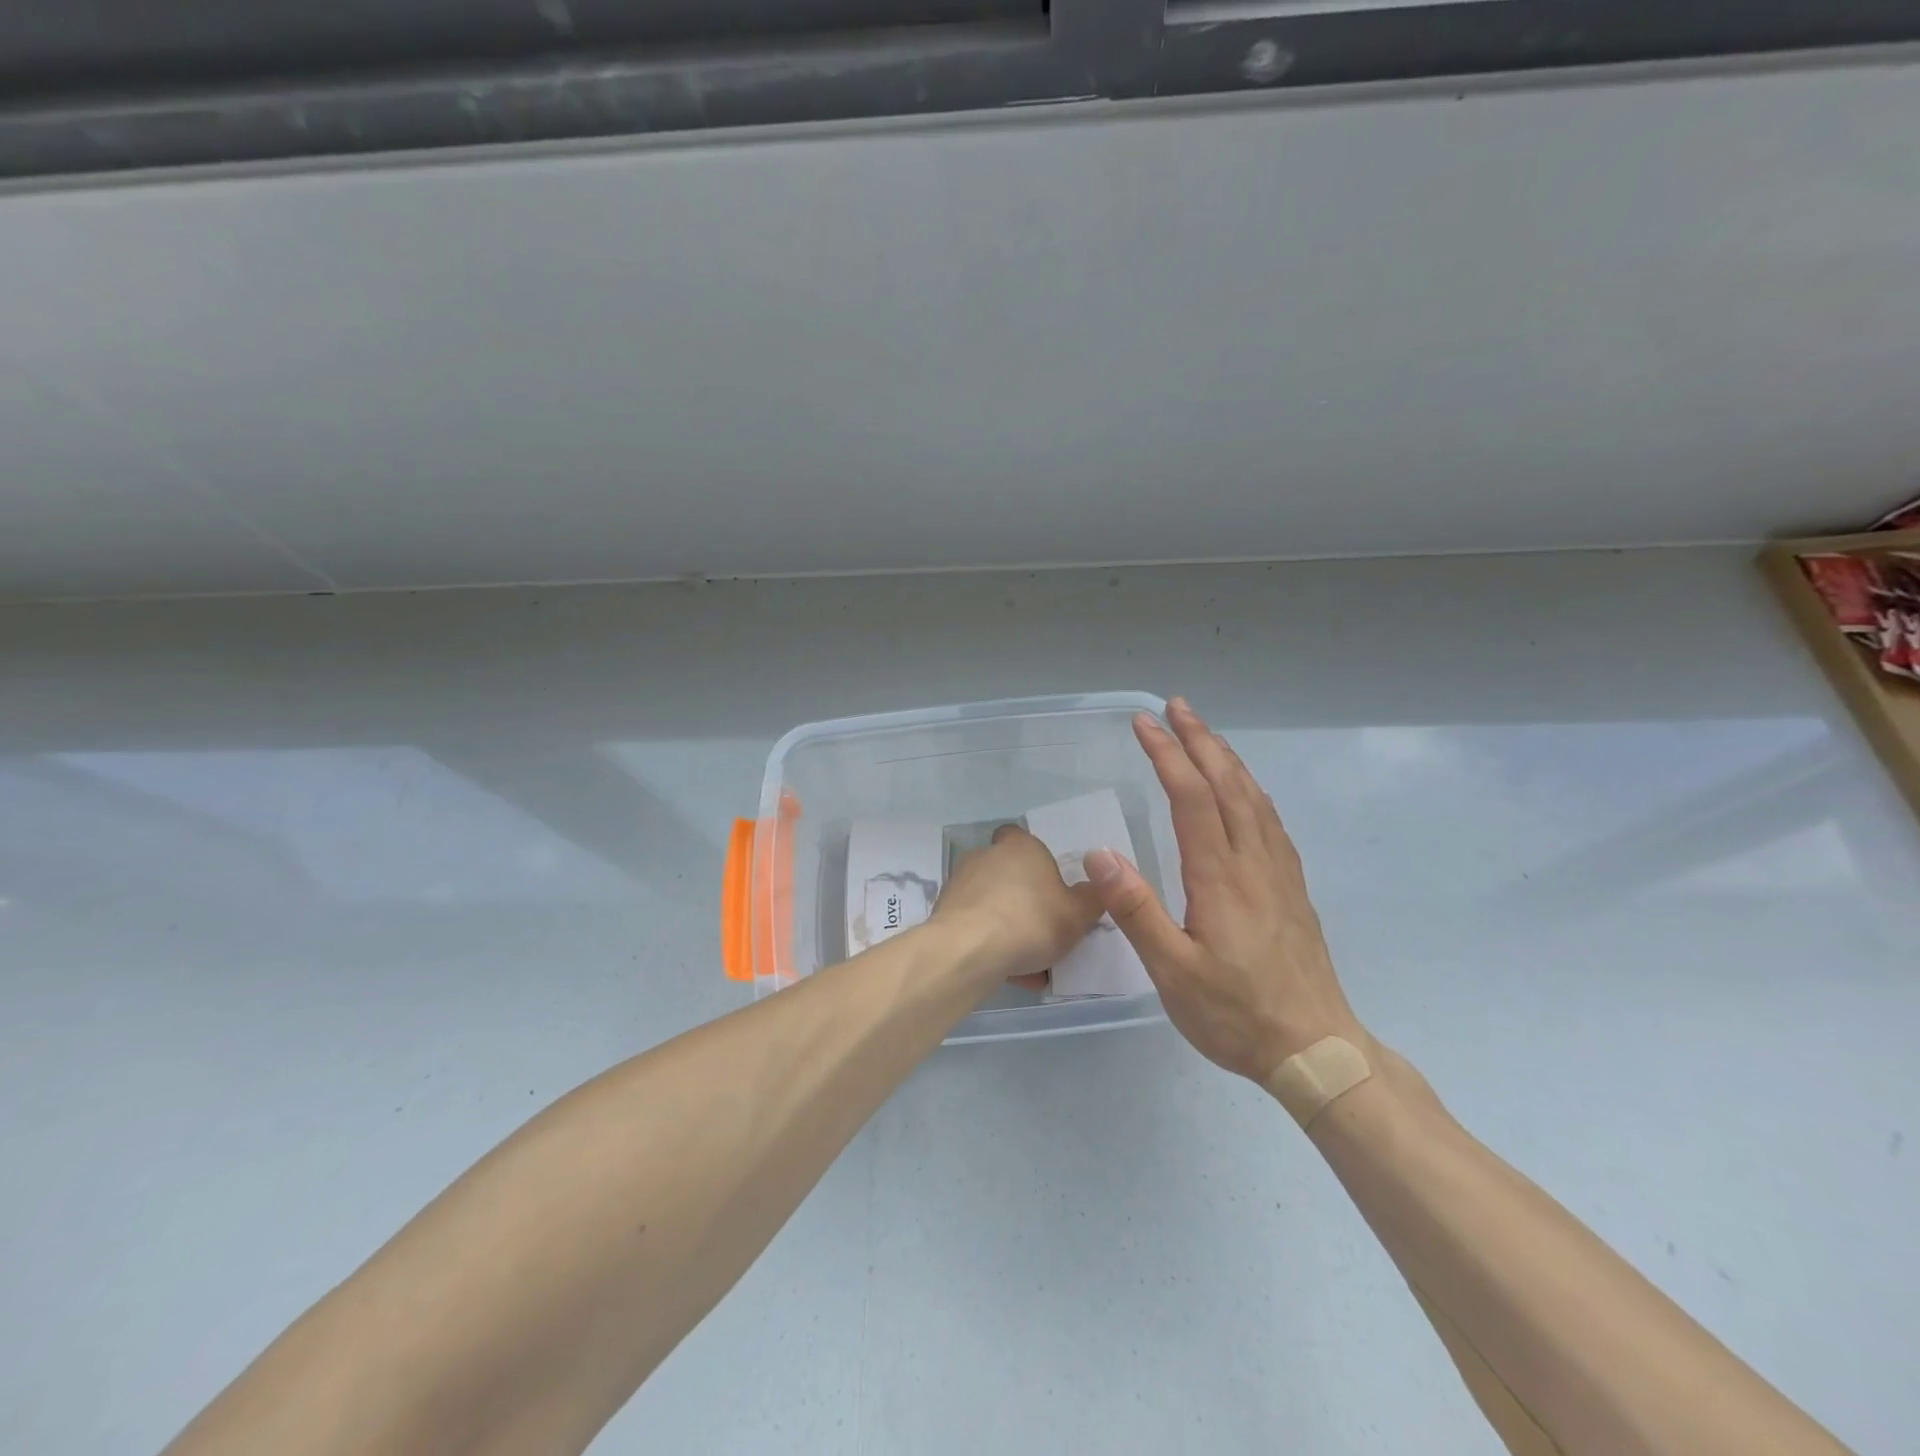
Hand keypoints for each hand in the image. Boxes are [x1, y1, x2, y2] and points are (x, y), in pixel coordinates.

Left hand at [930, 824, 1103, 983]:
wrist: (968, 949)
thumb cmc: (1030, 921)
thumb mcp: (1078, 914)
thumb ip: (1091, 899)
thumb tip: (1093, 888)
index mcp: (1020, 847)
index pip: (1021, 837)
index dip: (1034, 859)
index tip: (1048, 886)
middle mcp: (986, 856)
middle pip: (1008, 875)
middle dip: (1024, 902)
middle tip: (1044, 933)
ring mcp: (961, 883)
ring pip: (992, 905)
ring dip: (1007, 928)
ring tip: (1028, 965)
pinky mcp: (943, 912)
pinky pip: (974, 926)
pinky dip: (988, 944)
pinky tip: (1005, 972)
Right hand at [1085, 698, 1367, 1084]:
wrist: (1316, 1049)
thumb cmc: (1235, 1013)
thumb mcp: (1172, 972)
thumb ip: (1136, 910)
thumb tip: (1099, 854)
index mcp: (1219, 877)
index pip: (1191, 797)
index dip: (1167, 754)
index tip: (1144, 723)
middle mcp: (1253, 861)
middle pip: (1227, 784)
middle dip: (1199, 740)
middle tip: (1175, 707)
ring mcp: (1278, 872)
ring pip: (1253, 797)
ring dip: (1227, 758)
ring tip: (1205, 734)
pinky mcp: (1291, 888)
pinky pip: (1271, 820)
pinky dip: (1251, 789)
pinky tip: (1244, 791)